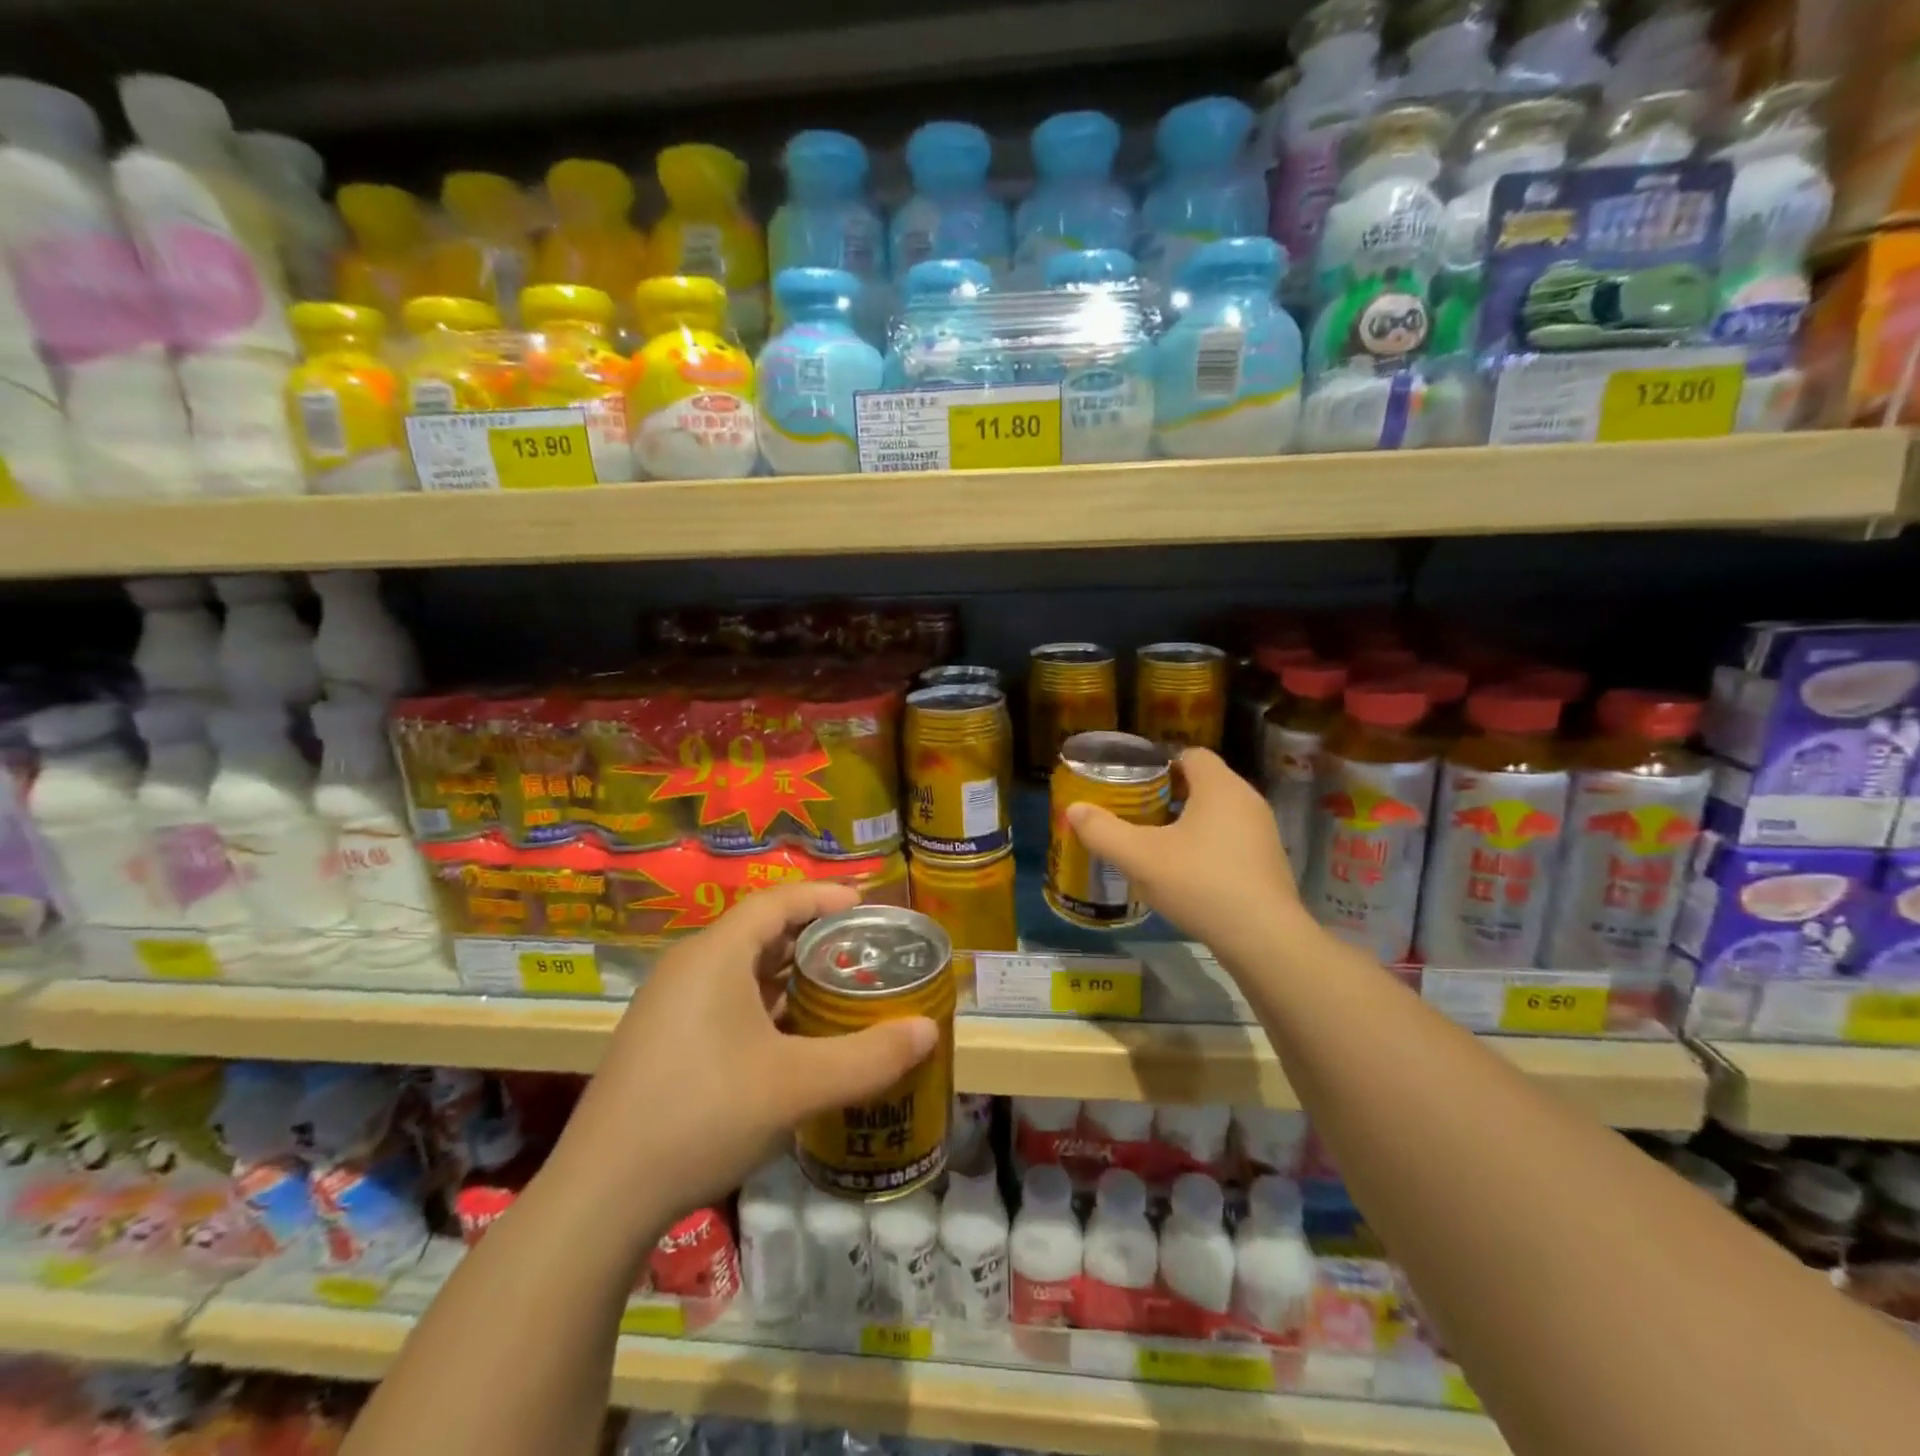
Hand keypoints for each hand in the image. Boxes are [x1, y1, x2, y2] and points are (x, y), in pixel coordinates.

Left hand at [548, 882, 937, 1231]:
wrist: (600, 1196)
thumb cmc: (703, 1115)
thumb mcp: (796, 1086)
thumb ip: (868, 1057)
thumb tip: (928, 1031)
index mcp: (715, 955)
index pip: (777, 901)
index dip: (823, 896)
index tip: (865, 904)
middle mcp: (688, 968)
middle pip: (759, 932)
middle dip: (813, 938)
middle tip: (861, 954)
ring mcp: (668, 1006)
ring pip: (740, 970)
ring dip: (788, 976)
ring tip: (834, 992)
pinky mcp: (660, 1041)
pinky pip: (723, 1001)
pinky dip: (763, 1006)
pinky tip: (789, 1041)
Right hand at [1065, 747, 1299, 941]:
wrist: (1263, 939)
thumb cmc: (1200, 883)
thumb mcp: (1139, 857)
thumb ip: (1103, 831)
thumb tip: (1073, 809)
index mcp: (1220, 787)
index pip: (1191, 754)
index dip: (1160, 765)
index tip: (1134, 785)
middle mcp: (1248, 801)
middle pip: (1204, 784)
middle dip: (1170, 796)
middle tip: (1137, 815)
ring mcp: (1263, 834)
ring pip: (1219, 815)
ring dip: (1189, 824)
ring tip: (1156, 846)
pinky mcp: (1269, 865)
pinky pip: (1232, 842)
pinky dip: (1208, 849)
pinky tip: (1186, 876)